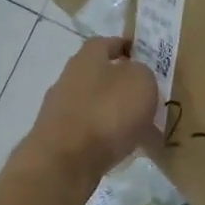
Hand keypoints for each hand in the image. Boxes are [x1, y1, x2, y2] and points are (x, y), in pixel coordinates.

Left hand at [22, 37, 158, 192]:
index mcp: (87, 58)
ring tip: (139, 127)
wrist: (65, 162)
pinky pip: (89, 131)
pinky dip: (105, 136)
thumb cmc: (107, 113)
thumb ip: (142, 73)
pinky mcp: (58, 139)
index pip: (106, 43)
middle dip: (121, 83)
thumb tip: (136, 76)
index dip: (125, 47)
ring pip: (94, 104)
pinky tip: (121, 148)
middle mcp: (68, 78)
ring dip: (114, 112)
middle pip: (98, 75)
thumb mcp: (140, 83)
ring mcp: (59, 110)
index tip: (143, 56)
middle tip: (146, 96)